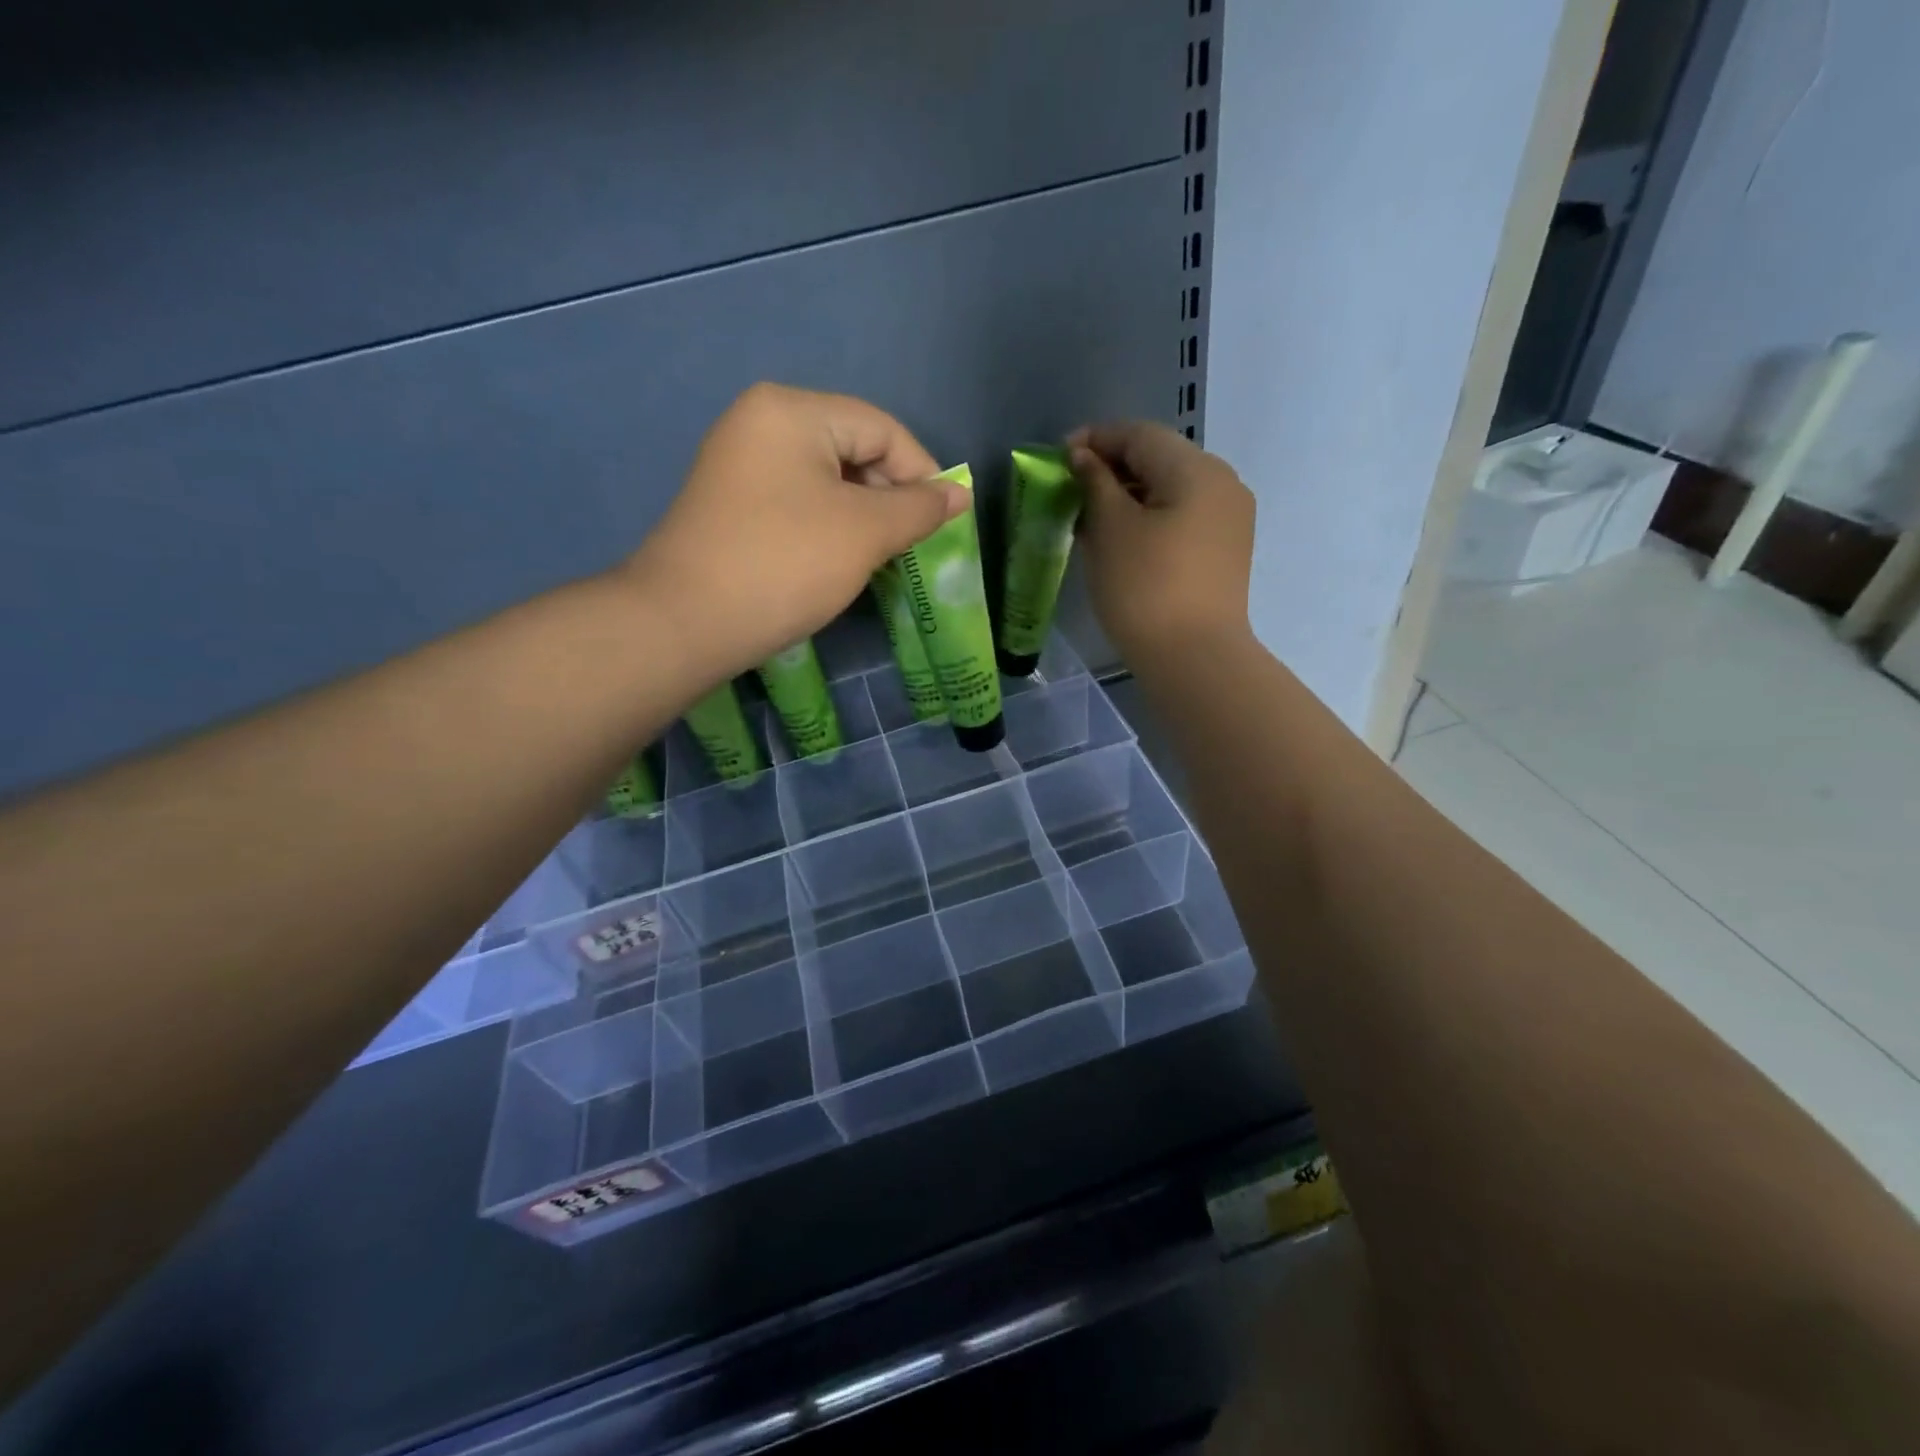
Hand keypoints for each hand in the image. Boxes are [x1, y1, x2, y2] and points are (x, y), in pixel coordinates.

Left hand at [624, 384, 966, 681]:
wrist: (685, 623)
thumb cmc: (784, 565)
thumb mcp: (865, 533)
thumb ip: (918, 508)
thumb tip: (958, 494)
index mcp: (792, 411)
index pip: (881, 428)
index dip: (922, 473)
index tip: (944, 523)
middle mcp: (761, 423)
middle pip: (853, 448)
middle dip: (889, 497)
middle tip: (909, 546)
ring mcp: (740, 463)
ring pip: (827, 479)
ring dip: (862, 516)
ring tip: (878, 558)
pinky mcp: (731, 503)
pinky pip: (798, 501)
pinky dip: (829, 526)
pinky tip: (839, 561)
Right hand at [1071, 422, 1255, 667]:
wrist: (1194, 659)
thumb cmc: (1145, 588)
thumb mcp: (1110, 529)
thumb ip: (1095, 483)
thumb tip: (1084, 457)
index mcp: (1197, 469)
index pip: (1140, 435)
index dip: (1095, 439)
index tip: (1058, 458)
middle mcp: (1223, 484)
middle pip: (1160, 459)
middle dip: (1112, 469)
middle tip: (1071, 489)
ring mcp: (1230, 520)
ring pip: (1171, 491)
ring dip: (1129, 496)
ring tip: (1091, 518)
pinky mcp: (1226, 552)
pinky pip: (1182, 518)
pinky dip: (1150, 519)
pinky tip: (1122, 541)